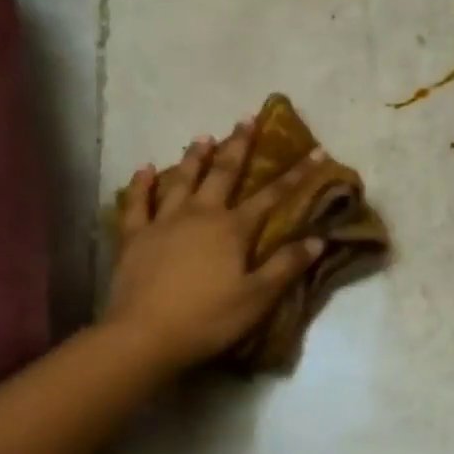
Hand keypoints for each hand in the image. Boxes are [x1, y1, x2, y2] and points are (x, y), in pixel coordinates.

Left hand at [105, 118, 326, 371]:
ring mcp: (163, 222)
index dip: (296, 174)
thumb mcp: (258, 297)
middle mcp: (200, 214)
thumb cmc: (209, 318)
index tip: (315, 150)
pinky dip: (142, 184)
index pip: (272, 196)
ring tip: (203, 136)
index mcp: (232, 229)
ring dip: (194, 156)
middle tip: (247, 119)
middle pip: (223, 174)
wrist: (145, 335)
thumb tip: (318, 239)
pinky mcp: (135, 236)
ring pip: (181, 179)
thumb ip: (286, 266)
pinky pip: (138, 202)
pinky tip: (146, 169)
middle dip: (239, 145)